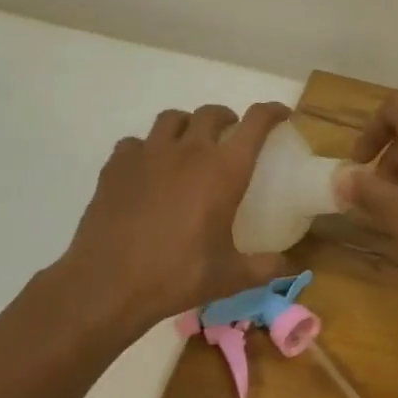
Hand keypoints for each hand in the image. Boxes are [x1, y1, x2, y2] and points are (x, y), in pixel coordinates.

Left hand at [41, 102, 291, 347]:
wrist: (108, 284)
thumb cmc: (177, 275)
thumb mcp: (231, 277)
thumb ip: (266, 267)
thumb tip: (290, 266)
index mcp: (224, 171)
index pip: (255, 124)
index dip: (271, 112)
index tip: (281, 114)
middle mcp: (188, 152)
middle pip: (211, 113)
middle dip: (227, 118)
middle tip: (231, 135)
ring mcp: (148, 155)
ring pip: (172, 119)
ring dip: (187, 125)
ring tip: (189, 144)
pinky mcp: (116, 166)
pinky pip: (136, 142)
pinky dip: (147, 148)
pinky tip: (148, 170)